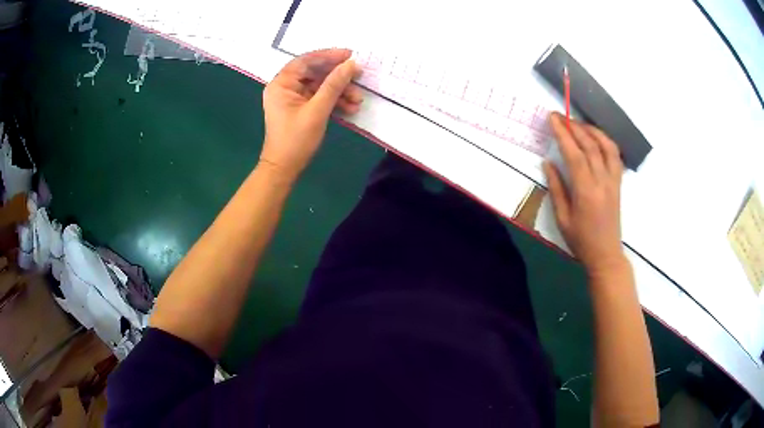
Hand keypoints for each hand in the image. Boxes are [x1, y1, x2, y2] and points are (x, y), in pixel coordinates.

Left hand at [260, 48, 362, 180]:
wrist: (284, 169)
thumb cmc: (296, 139)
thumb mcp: (317, 110)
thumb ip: (334, 85)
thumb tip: (351, 64)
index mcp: (281, 84)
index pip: (306, 61)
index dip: (328, 55)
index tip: (350, 55)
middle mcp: (285, 87)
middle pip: (314, 73)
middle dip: (338, 77)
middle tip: (359, 76)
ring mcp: (292, 98)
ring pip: (319, 86)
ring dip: (339, 91)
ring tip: (358, 100)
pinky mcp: (300, 108)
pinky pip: (318, 98)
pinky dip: (333, 101)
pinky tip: (350, 107)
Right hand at [543, 112, 626, 276]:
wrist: (606, 255)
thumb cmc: (581, 241)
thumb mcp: (562, 219)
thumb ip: (556, 189)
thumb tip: (548, 163)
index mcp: (585, 191)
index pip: (574, 154)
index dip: (563, 133)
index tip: (552, 118)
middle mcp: (602, 182)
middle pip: (590, 145)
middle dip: (574, 127)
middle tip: (561, 115)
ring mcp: (613, 181)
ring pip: (606, 147)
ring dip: (592, 130)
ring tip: (579, 123)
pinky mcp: (619, 184)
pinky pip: (615, 156)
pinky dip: (606, 141)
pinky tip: (597, 138)